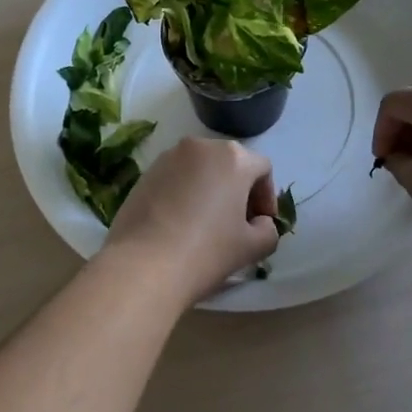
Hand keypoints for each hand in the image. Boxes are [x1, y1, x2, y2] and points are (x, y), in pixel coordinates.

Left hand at [100, 138, 282, 304]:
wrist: (143, 265)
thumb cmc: (206, 251)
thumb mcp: (253, 247)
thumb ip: (268, 230)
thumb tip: (259, 223)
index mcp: (233, 157)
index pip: (262, 169)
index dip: (267, 197)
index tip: (261, 224)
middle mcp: (201, 146)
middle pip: (230, 163)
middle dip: (238, 190)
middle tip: (237, 223)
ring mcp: (168, 156)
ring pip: (201, 168)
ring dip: (210, 189)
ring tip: (206, 224)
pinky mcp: (145, 173)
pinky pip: (176, 177)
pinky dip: (184, 193)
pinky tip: (179, 223)